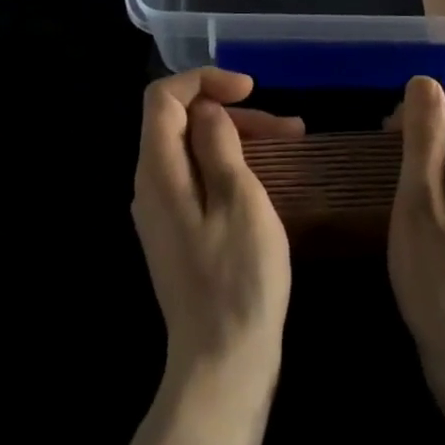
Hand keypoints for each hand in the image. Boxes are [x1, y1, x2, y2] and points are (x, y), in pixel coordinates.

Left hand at [131, 69, 302, 383]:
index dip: (205, 80)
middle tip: (286, 126)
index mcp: (158, 170)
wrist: (223, 364)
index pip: (163, 96)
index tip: (249, 90)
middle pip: (181, 120)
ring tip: (292, 141)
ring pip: (195, 148)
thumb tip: (208, 110)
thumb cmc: (238, 278)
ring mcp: (164, 211)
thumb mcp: (239, 199)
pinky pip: (200, 177)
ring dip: (240, 137)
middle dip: (232, 112)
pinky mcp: (180, 231)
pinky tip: (269, 174)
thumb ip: (218, 144)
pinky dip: (232, 164)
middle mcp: (151, 185)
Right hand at [387, 77, 444, 390]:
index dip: (429, 104)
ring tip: (401, 193)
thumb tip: (424, 81)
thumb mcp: (420, 203)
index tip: (396, 139)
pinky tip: (420, 216)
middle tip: (392, 168)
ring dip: (431, 157)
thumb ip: (424, 137)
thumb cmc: (444, 283)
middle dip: (428, 129)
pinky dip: (442, 182)